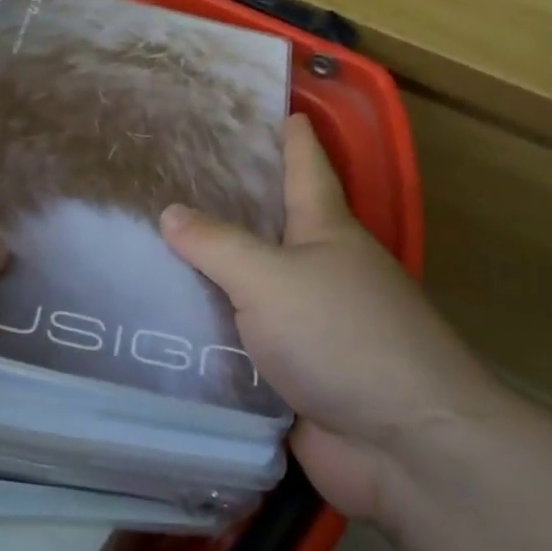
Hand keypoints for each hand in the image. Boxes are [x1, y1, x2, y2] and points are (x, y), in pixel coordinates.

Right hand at [160, 114, 500, 518]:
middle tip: (168, 182)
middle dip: (229, 206)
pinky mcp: (295, 373)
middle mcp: (322, 270)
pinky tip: (164, 325)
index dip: (290, 135)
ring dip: (211, 276)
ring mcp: (310, 325)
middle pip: (270, 227)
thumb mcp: (270, 278)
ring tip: (149, 252)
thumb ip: (216, 244)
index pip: (306, 166)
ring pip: (250, 288)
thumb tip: (170, 212)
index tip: (271, 107)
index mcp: (326, 231)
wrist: (402, 443)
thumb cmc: (341, 336)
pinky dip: (210, 334)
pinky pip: (242, 343)